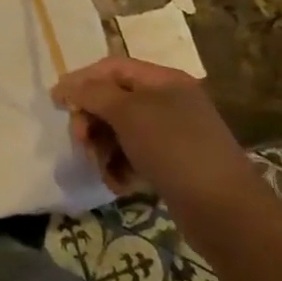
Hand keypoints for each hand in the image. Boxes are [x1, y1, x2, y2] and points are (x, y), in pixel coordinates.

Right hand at [52, 57, 258, 231]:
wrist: (225, 211)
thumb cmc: (174, 149)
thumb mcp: (129, 113)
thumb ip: (93, 94)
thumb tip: (66, 85)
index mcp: (163, 80)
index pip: (112, 68)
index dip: (81, 80)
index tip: (56, 101)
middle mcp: (168, 102)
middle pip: (113, 100)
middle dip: (92, 120)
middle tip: (81, 143)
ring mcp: (172, 135)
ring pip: (120, 131)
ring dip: (103, 148)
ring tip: (102, 170)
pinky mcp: (172, 165)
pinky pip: (134, 156)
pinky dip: (121, 167)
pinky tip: (119, 185)